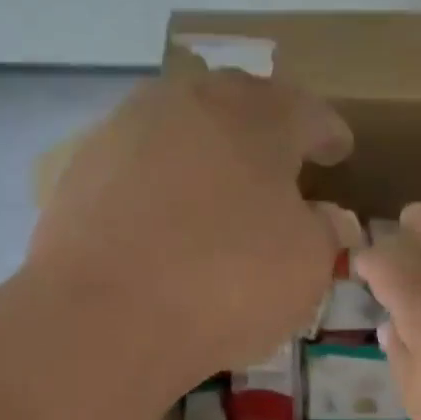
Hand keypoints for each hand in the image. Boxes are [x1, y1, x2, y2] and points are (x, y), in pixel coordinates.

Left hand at [28, 72, 356, 383]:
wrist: (105, 316)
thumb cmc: (226, 283)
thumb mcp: (306, 267)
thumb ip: (325, 232)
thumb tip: (326, 218)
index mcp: (256, 116)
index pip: (307, 112)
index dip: (329, 134)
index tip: (340, 151)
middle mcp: (188, 103)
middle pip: (238, 106)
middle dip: (264, 131)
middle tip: (280, 163)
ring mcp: (126, 130)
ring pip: (182, 130)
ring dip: (208, 153)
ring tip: (220, 190)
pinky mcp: (81, 169)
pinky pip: (139, 167)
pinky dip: (161, 185)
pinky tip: (164, 221)